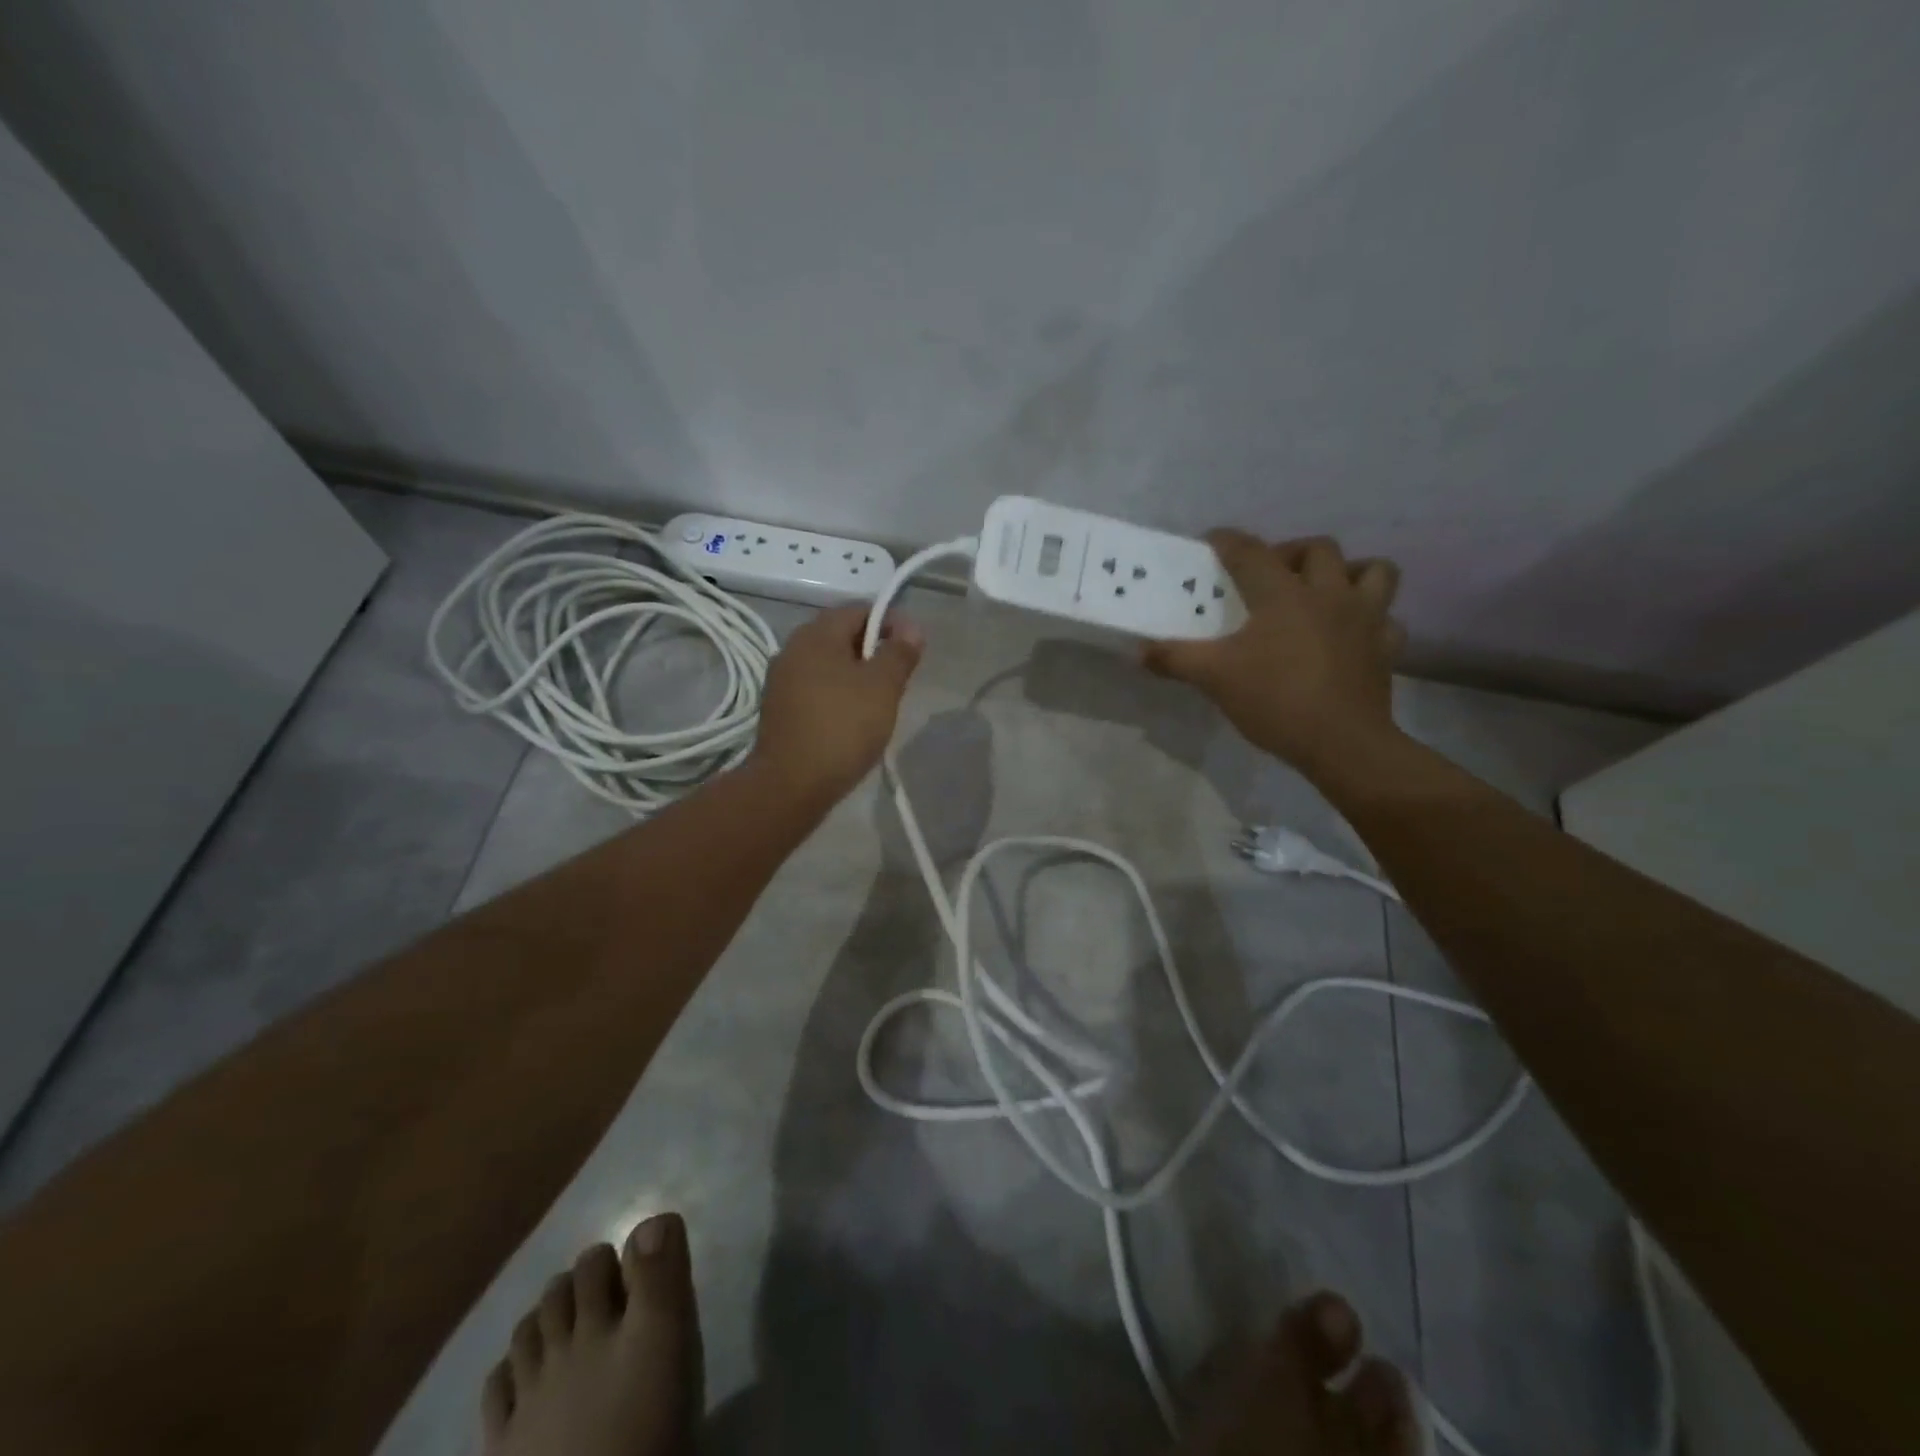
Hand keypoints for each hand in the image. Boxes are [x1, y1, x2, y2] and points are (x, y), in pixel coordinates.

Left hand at [750, 604, 923, 804]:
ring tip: (879, 701)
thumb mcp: (883, 687)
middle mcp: (792, 649)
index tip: (913, 647)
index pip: (858, 610)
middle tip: (899, 678)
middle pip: (841, 636)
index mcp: (816, 635)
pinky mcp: (778, 709)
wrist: (791, 785)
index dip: (890, 622)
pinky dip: (837, 694)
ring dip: (856, 674)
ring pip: (828, 664)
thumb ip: (900, 653)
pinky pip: (815, 688)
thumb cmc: (842, 728)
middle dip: (874, 650)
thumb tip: (912, 628)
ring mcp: (781, 680)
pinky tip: (851, 720)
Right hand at [1143, 532, 1405, 780]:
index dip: (1229, 541)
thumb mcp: (1214, 678)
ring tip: (1325, 592)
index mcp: (1283, 594)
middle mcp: (1329, 594)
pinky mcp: (1386, 648)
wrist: (1342, 743)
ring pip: (1374, 571)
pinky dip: (1372, 620)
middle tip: (1271, 575)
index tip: (1213, 541)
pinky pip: (1387, 620)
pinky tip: (1352, 635)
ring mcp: (1366, 618)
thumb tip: (1139, 651)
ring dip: (1350, 572)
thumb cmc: (1275, 700)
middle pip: (1319, 548)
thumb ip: (1176, 659)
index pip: (1251, 552)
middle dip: (1292, 552)